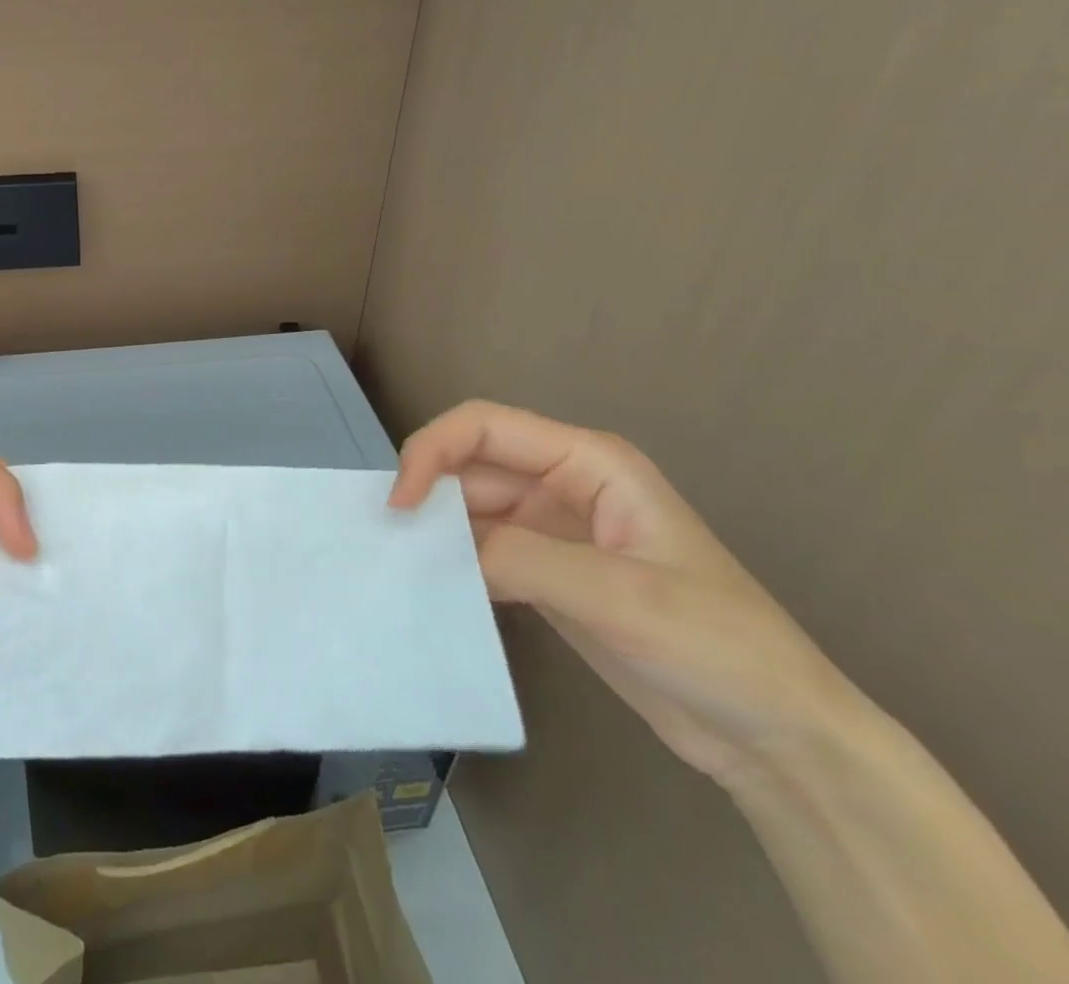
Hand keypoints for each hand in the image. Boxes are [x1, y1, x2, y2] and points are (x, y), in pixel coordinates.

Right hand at [389, 400, 853, 786]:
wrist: (778, 740)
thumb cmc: (717, 646)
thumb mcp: (620, 596)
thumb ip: (521, 559)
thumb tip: (440, 547)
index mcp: (588, 463)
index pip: (485, 427)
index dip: (432, 450)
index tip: (400, 504)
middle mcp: (563, 484)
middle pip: (471, 465)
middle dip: (427, 491)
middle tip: (388, 538)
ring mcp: (553, 531)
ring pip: (470, 508)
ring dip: (435, 529)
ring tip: (397, 563)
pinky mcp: (546, 574)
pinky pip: (482, 551)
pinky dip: (452, 562)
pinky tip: (430, 586)